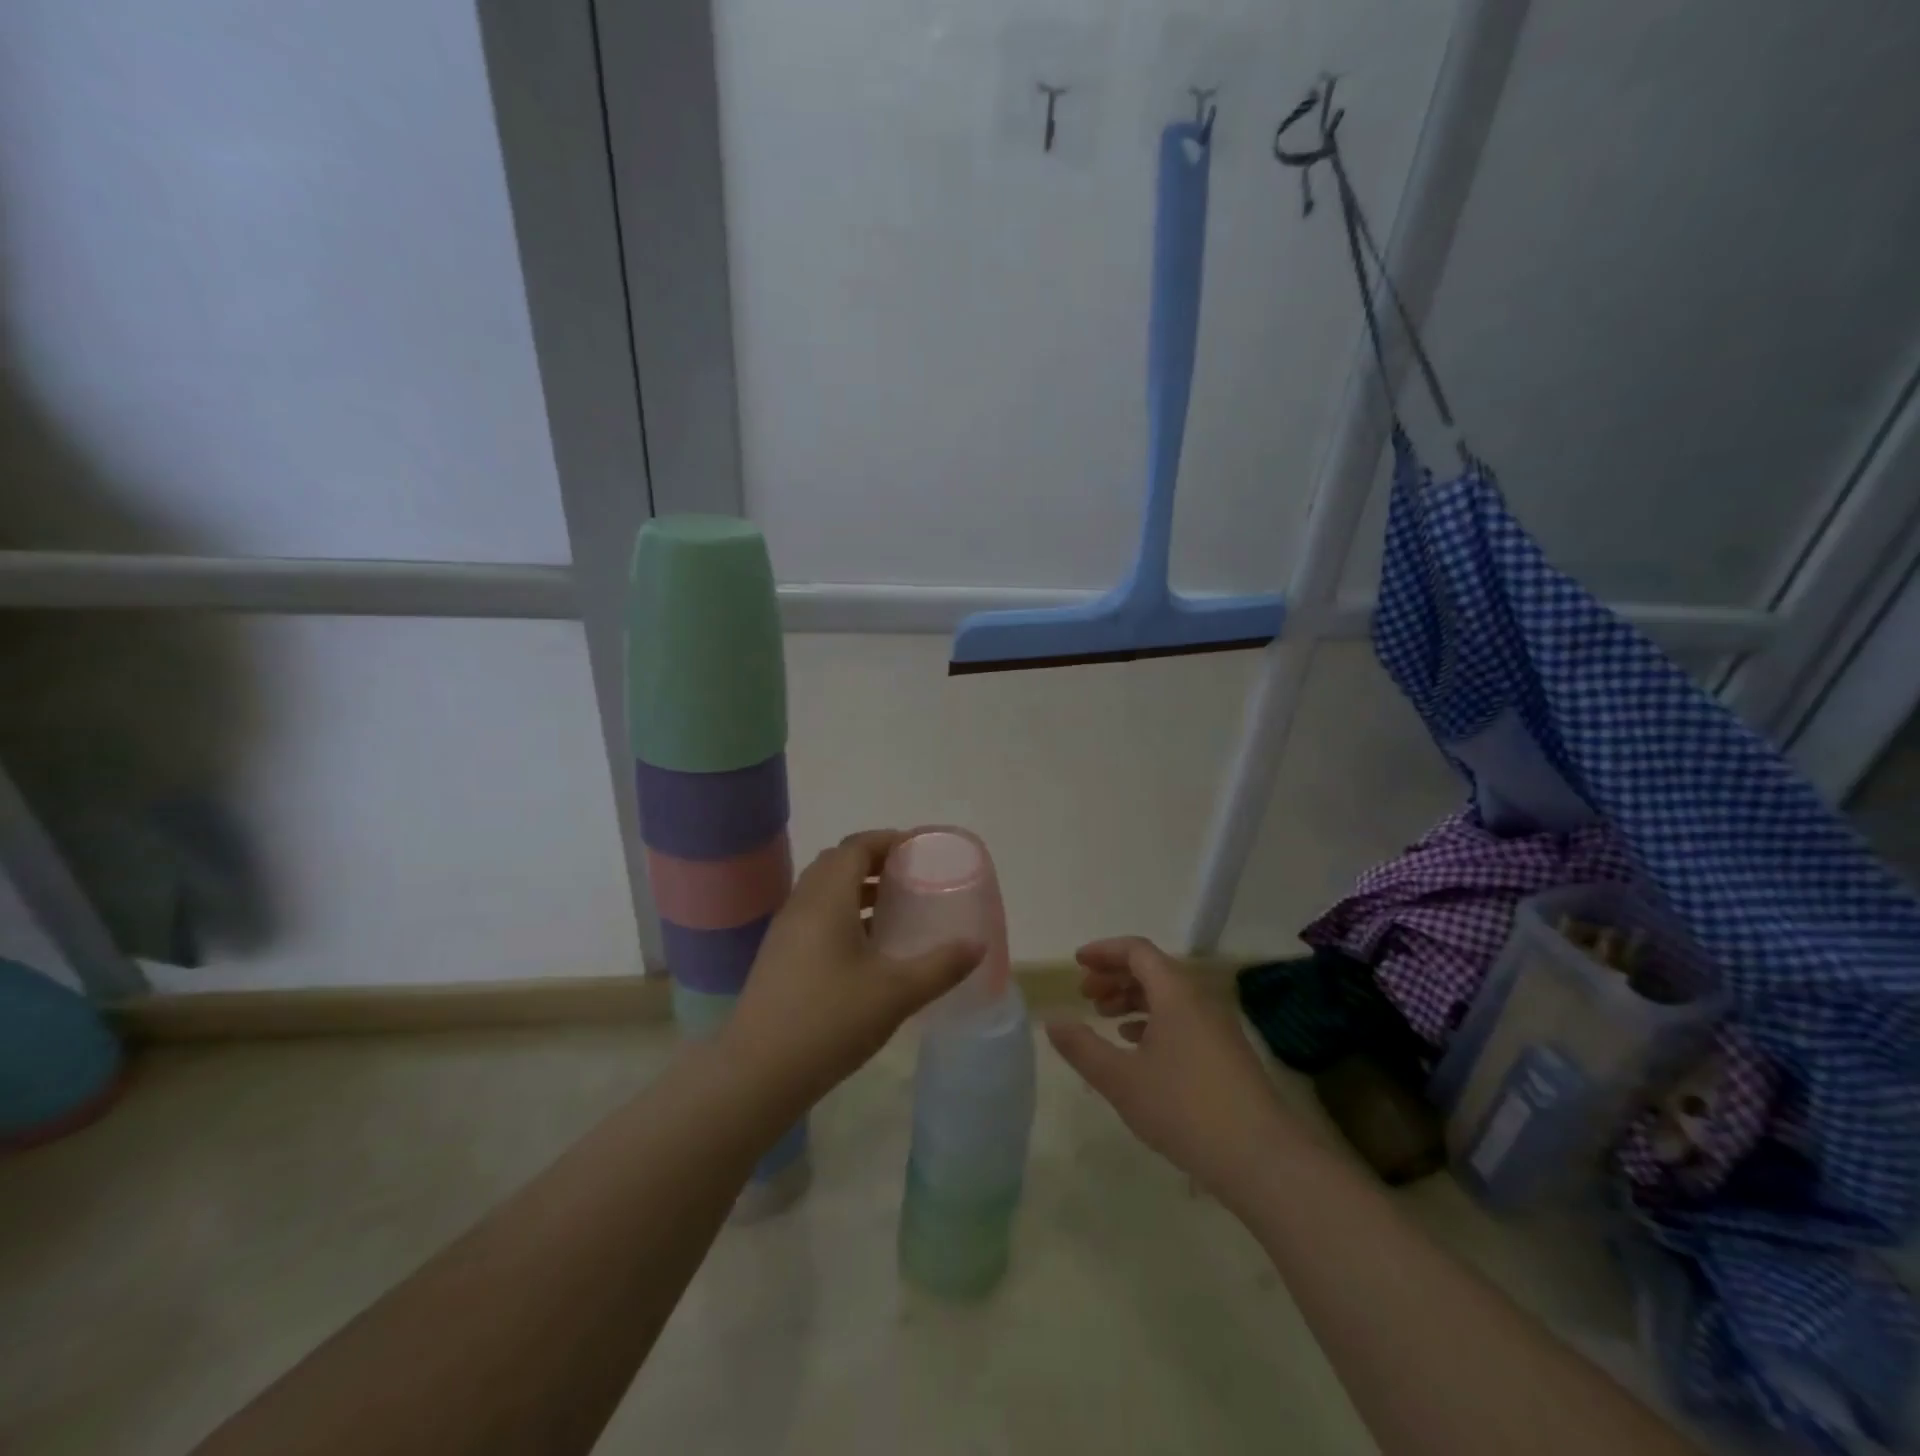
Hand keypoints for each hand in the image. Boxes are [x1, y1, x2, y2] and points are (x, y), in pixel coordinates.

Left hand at [720, 830, 983, 1111]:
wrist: (757, 1073)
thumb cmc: (830, 1021)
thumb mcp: (897, 993)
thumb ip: (941, 966)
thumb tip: (978, 945)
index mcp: (827, 898)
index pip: (856, 847)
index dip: (888, 840)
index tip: (919, 850)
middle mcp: (802, 904)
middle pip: (837, 863)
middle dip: (874, 861)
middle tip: (910, 875)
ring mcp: (785, 931)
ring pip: (823, 891)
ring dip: (857, 889)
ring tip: (894, 907)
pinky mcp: (778, 957)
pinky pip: (814, 916)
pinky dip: (842, 913)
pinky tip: (865, 948)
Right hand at [1046, 936, 1294, 1199]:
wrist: (1262, 1158)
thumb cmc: (1184, 1108)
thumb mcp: (1121, 1079)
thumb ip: (1082, 1047)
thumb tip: (1052, 1020)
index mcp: (1175, 992)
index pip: (1136, 951)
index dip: (1104, 952)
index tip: (1076, 964)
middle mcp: (1199, 998)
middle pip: (1152, 970)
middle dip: (1115, 977)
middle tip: (1085, 996)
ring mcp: (1217, 1026)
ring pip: (1168, 996)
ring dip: (1133, 1000)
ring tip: (1105, 1020)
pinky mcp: (1226, 1053)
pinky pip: (1182, 1019)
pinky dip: (1153, 1022)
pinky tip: (1137, 1048)